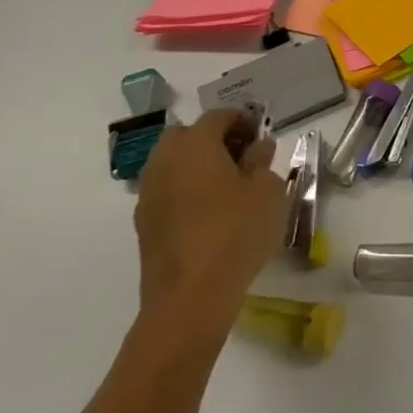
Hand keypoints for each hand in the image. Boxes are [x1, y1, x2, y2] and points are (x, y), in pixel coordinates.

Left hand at [133, 110, 284, 348]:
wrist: (190, 297)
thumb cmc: (237, 232)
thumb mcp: (267, 191)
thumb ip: (262, 162)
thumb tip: (257, 147)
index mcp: (195, 146)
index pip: (217, 116)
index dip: (242, 119)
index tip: (261, 134)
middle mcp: (165, 162)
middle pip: (186, 135)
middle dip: (213, 137)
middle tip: (242, 155)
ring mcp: (149, 194)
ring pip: (172, 163)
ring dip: (196, 164)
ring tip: (228, 184)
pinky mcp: (145, 223)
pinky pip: (167, 189)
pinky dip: (186, 188)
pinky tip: (210, 210)